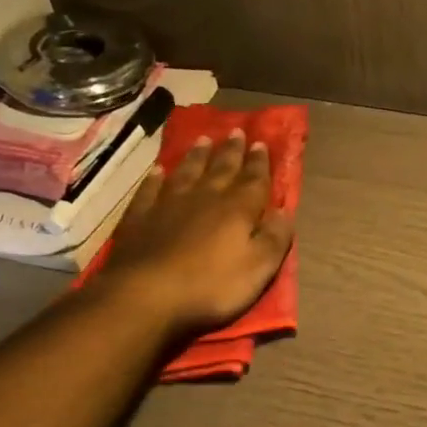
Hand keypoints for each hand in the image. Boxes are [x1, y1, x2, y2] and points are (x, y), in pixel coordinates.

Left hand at [93, 130, 295, 338]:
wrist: (146, 295)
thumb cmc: (211, 285)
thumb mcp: (259, 268)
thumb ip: (275, 237)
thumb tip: (286, 210)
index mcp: (238, 209)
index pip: (254, 180)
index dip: (259, 162)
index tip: (261, 143)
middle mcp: (205, 198)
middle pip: (221, 169)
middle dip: (231, 151)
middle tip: (236, 131)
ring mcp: (169, 204)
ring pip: (187, 172)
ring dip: (197, 156)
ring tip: (203, 140)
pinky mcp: (140, 217)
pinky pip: (150, 190)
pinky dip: (155, 178)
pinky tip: (158, 171)